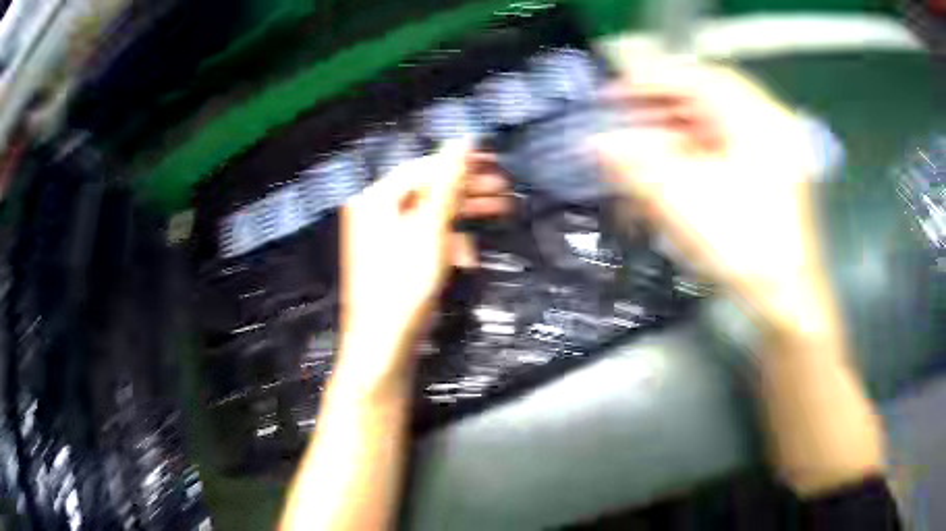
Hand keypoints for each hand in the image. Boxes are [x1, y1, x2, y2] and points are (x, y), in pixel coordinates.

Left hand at [338, 142, 511, 389]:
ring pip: (430, 214)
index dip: (460, 162)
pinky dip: (449, 242)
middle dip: (468, 188)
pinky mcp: (394, 259)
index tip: (492, 160)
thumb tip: (462, 141)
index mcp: (377, 199)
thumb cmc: (402, 289)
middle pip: (429, 189)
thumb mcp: (430, 229)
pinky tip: (469, 255)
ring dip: (464, 213)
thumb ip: (448, 183)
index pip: (424, 168)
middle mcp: (376, 213)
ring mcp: (384, 237)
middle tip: (503, 187)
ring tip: (500, 210)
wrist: (383, 346)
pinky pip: (425, 238)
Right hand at [594, 63, 838, 340]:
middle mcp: (768, 126)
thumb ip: (637, 165)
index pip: (697, 77)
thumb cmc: (748, 249)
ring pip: (714, 126)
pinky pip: (725, 150)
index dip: (651, 80)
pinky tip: (671, 170)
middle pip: (706, 99)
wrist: (789, 301)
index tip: (616, 92)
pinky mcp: (768, 175)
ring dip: (675, 133)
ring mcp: (772, 151)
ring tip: (641, 147)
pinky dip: (695, 154)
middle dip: (660, 108)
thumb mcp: (687, 202)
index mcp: (757, 120)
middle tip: (623, 119)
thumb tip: (596, 144)